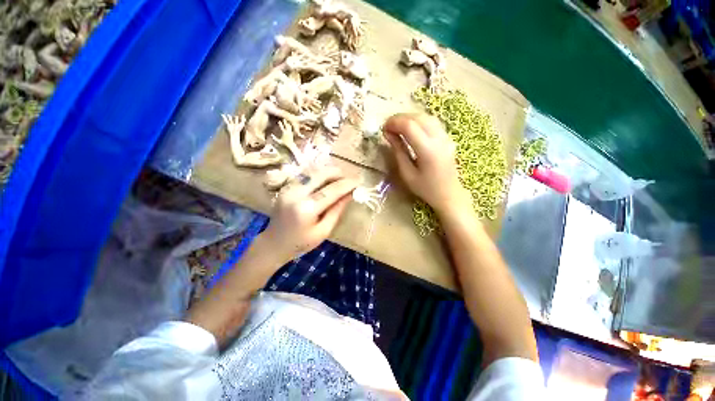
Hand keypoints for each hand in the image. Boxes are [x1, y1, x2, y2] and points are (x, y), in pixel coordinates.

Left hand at [261, 166, 357, 262]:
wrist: (273, 244)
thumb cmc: (301, 243)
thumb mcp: (323, 231)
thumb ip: (336, 210)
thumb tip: (349, 194)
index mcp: (306, 209)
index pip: (332, 190)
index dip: (348, 184)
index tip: (360, 180)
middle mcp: (296, 193)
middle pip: (321, 174)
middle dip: (339, 173)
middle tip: (350, 178)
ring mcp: (288, 188)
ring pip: (313, 171)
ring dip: (329, 172)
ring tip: (341, 178)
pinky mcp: (286, 187)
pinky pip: (306, 175)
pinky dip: (319, 175)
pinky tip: (327, 181)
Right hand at [383, 114, 470, 215]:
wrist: (449, 194)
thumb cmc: (426, 188)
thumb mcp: (407, 173)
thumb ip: (398, 151)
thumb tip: (388, 134)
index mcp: (428, 150)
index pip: (409, 126)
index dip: (394, 123)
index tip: (383, 129)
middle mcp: (439, 139)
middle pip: (418, 117)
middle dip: (400, 119)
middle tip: (388, 127)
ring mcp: (446, 137)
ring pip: (426, 117)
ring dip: (409, 118)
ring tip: (397, 127)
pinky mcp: (448, 138)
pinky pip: (432, 122)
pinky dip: (419, 121)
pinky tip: (411, 129)